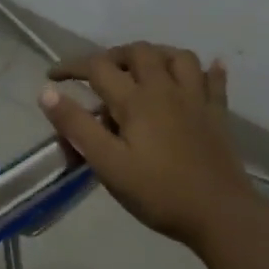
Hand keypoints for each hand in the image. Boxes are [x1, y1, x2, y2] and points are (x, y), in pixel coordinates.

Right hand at [37, 44, 268, 268]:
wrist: (221, 216)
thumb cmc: (158, 193)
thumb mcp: (107, 164)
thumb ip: (77, 125)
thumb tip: (47, 91)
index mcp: (136, 101)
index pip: (97, 67)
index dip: (72, 66)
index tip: (53, 76)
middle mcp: (166, 90)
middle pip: (139, 52)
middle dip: (113, 55)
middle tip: (97, 74)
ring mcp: (196, 100)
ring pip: (178, 57)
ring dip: (156, 55)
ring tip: (142, 70)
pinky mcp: (218, 115)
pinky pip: (214, 81)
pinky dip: (207, 70)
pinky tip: (204, 70)